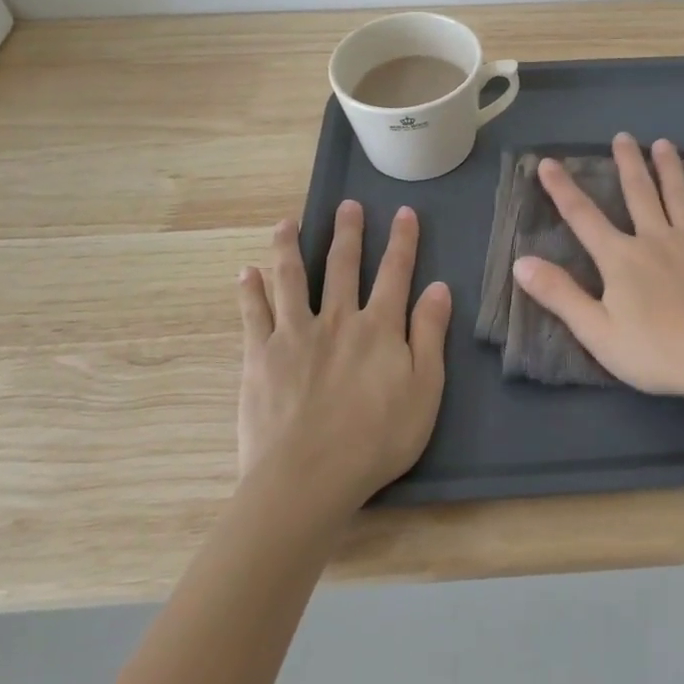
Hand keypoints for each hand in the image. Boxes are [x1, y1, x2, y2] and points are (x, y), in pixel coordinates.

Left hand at [236, 201, 449, 513]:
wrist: (308, 478)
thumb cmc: (376, 439)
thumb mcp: (425, 390)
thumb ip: (430, 335)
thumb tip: (438, 287)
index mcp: (379, 327)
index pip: (395, 272)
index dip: (402, 240)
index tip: (404, 212)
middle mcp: (337, 318)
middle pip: (342, 265)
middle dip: (348, 232)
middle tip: (347, 204)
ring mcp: (294, 334)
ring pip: (292, 278)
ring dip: (290, 246)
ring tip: (287, 222)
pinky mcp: (260, 356)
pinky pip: (253, 313)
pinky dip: (249, 290)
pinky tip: (245, 271)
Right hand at [511, 133, 683, 399]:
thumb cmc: (656, 351)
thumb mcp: (596, 331)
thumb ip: (560, 295)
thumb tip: (521, 262)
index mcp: (621, 258)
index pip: (583, 217)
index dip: (562, 189)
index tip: (548, 162)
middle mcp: (655, 239)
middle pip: (638, 193)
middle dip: (627, 163)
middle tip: (623, 136)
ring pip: (678, 196)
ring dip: (669, 168)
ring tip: (663, 143)